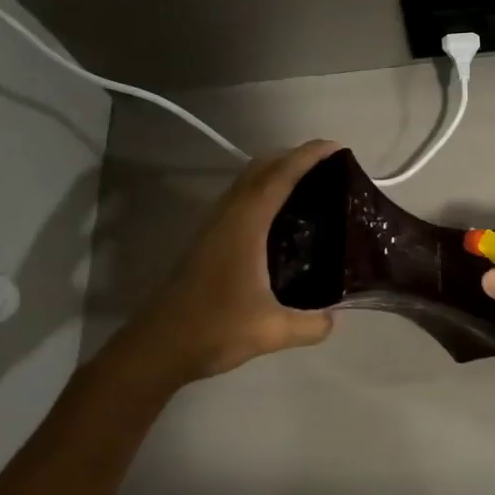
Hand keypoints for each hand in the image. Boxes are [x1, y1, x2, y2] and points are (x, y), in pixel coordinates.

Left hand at [113, 140, 340, 388]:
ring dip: (277, 172)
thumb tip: (334, 318)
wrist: (157, 347)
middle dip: (294, 157)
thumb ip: (310, 324)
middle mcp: (229, 215)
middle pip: (262, 168)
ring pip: (248, 182)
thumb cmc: (213, 329)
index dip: (309, 156)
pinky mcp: (208, 239)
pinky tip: (280, 217)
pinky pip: (241, 199)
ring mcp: (214, 226)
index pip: (280, 176)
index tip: (337, 147)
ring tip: (310, 186)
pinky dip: (264, 191)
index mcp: (245, 224)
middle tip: (329, 166)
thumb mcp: (271, 332)